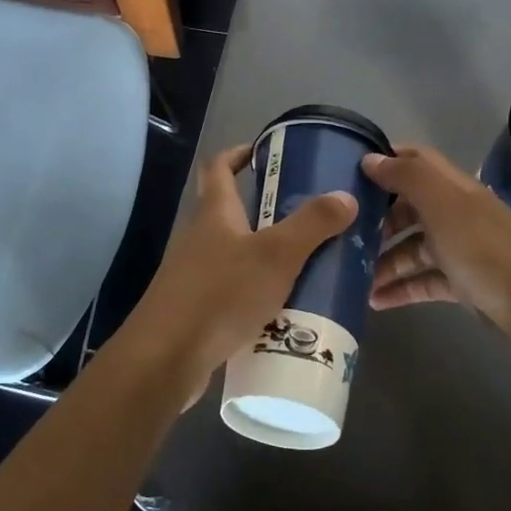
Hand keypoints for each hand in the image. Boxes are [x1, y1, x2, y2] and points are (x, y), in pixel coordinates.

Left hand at [114, 144, 357, 402]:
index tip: (267, 151)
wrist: (165, 359)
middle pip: (233, 212)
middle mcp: (200, 238)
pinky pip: (234, 291)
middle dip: (269, 211)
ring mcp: (195, 275)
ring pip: (237, 254)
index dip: (239, 153)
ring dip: (268, 256)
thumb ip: (312, 224)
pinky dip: (259, 293)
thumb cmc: (220, 295)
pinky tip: (286, 310)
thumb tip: (345, 196)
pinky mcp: (197, 309)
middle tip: (310, 217)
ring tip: (309, 264)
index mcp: (214, 214)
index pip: (219, 167)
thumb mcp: (275, 255)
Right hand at [362, 145, 510, 351]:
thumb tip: (370, 159)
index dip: (385, 159)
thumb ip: (407, 178)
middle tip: (343, 231)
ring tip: (351, 276)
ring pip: (412, 247)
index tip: (349, 170)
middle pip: (409, 207)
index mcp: (454, 188)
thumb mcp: (443, 206)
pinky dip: (400, 288)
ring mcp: (460, 250)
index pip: (416, 161)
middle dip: (377, 217)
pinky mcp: (462, 284)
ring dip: (383, 259)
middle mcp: (456, 214)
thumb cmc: (484, 251)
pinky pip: (423, 281)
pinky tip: (374, 301)